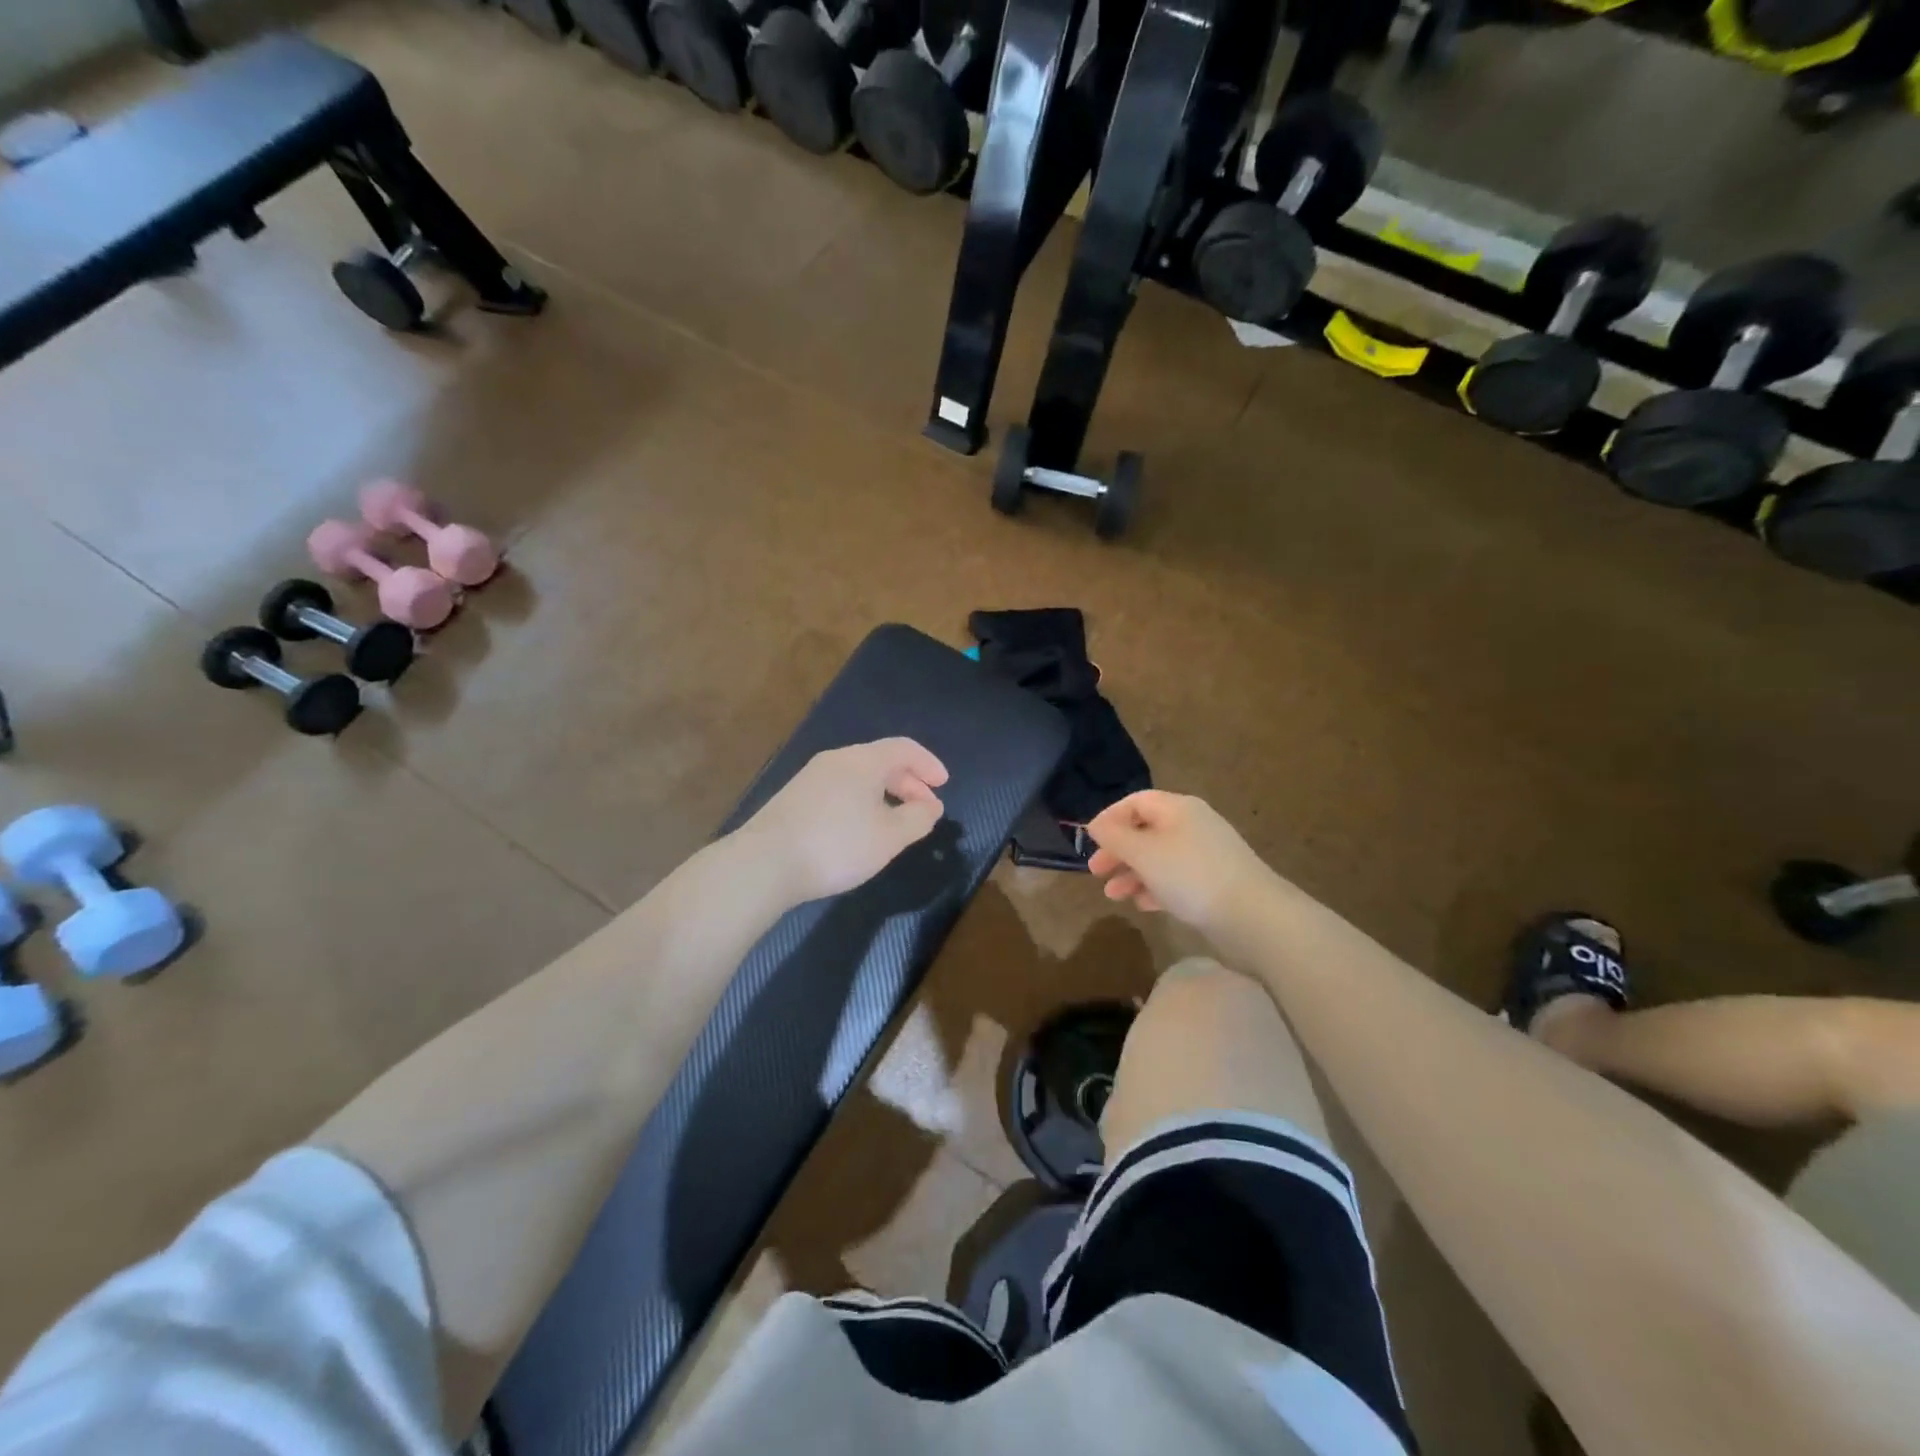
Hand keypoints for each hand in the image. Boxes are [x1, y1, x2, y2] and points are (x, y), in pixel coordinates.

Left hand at [737, 738, 948, 903]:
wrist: (765, 863)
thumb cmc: (836, 845)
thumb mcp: (889, 837)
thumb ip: (917, 819)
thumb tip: (931, 806)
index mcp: (863, 761)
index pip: (904, 748)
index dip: (928, 764)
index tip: (943, 785)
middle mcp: (836, 760)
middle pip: (881, 760)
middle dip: (909, 782)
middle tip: (925, 808)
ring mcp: (811, 778)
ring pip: (859, 776)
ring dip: (885, 793)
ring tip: (896, 821)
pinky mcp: (795, 798)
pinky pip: (841, 789)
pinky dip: (863, 800)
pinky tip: (861, 828)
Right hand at [1087, 791, 1276, 933]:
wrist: (1252, 916)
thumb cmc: (1190, 875)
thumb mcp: (1143, 852)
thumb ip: (1115, 836)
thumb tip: (1096, 824)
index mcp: (1178, 808)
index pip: (1136, 802)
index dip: (1110, 818)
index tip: (1089, 841)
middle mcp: (1193, 826)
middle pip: (1146, 830)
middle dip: (1118, 850)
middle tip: (1096, 871)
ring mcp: (1205, 856)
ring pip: (1159, 858)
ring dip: (1133, 873)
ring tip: (1113, 894)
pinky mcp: (1214, 884)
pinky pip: (1176, 879)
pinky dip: (1155, 888)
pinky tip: (1142, 904)